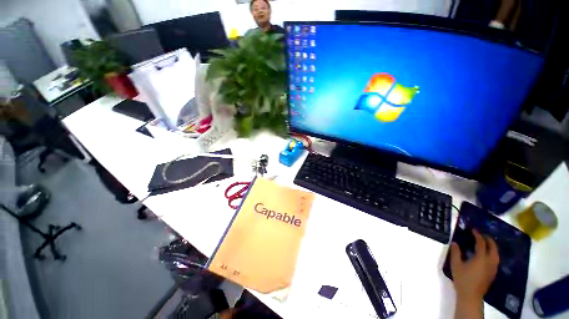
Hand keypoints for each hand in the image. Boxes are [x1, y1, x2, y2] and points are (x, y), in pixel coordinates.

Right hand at [451, 229, 499, 301]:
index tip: (473, 230)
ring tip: (486, 243)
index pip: (481, 243)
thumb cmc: (462, 279)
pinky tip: (487, 255)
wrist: (471, 295)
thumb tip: (455, 243)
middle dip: (488, 240)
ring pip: (496, 254)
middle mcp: (490, 261)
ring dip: (492, 246)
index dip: (477, 235)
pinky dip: (493, 253)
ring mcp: (493, 268)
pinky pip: (495, 259)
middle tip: (482, 234)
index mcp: (481, 258)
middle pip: (493, 248)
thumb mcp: (455, 264)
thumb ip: (455, 252)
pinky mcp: (493, 273)